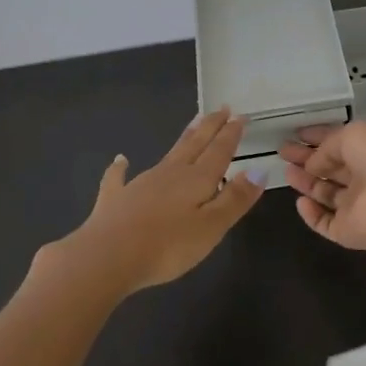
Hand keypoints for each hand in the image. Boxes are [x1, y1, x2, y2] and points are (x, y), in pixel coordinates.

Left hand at [55, 108, 265, 293]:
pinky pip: (120, 177)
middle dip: (210, 126)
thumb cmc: (167, 246)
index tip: (240, 116)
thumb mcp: (212, 227)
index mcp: (197, 179)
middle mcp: (171, 173)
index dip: (231, 134)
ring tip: (193, 125)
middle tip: (221, 108)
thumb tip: (259, 170)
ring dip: (183, 139)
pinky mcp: (116, 198)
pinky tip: (121, 160)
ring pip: (168, 154)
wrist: (106, 257)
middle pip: (195, 144)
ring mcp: (141, 183)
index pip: (219, 151)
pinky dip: (121, 167)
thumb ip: (235, 198)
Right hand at [279, 119, 365, 253]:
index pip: (341, 143)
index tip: (296, 134)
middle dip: (307, 159)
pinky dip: (311, 213)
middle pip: (332, 168)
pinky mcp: (347, 231)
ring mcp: (357, 206)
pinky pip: (325, 222)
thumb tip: (314, 163)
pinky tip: (300, 201)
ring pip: (327, 194)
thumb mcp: (352, 135)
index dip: (319, 137)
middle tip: (283, 151)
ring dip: (307, 182)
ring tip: (286, 172)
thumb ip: (328, 146)